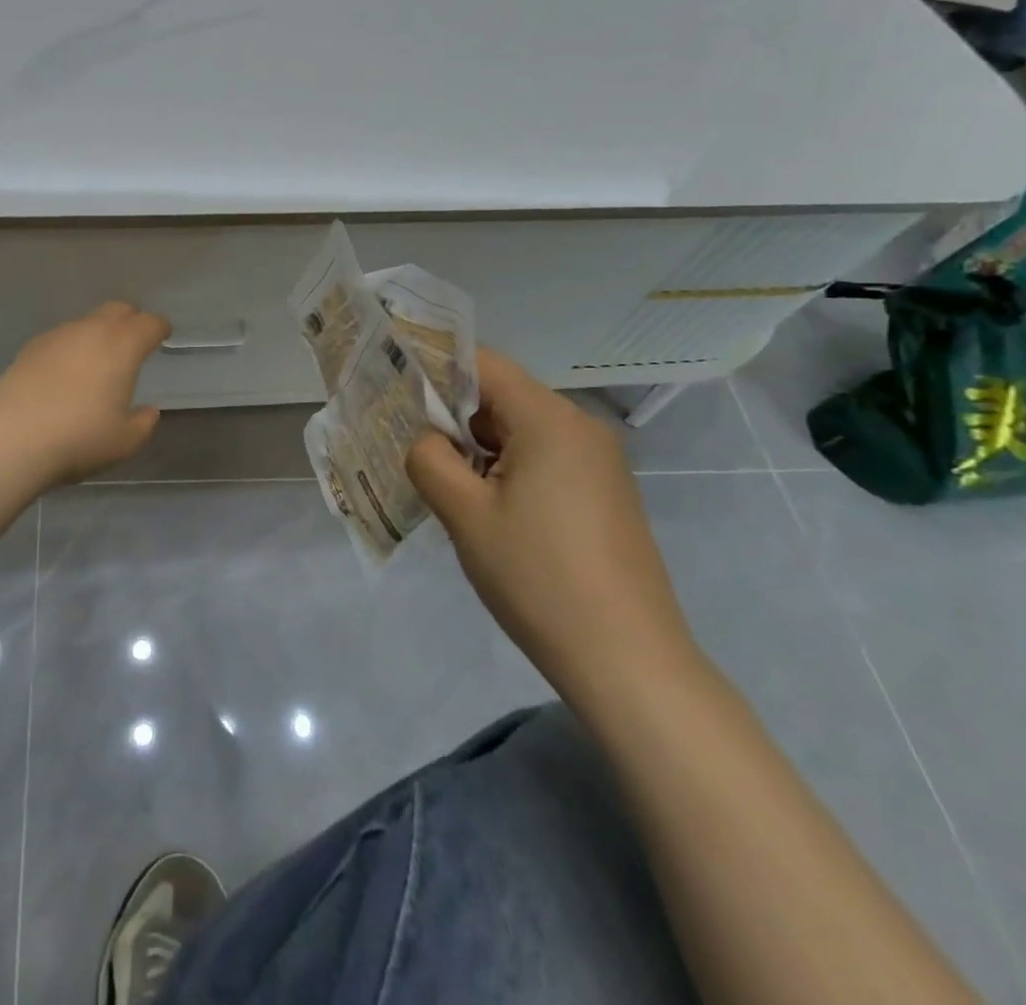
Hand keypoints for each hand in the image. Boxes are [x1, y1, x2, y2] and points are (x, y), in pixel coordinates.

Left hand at [0, 302, 171, 484]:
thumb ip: (143, 423)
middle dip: (130, 321)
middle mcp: (91, 330)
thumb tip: (148, 411)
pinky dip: (71, 348)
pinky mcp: (30, 348)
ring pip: (86, 323)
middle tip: (133, 343)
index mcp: (122, 346)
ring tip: (96, 363)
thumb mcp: (125, 441)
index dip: (159, 328)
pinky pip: (61, 339)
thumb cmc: (79, 438)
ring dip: (98, 335)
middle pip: (117, 310)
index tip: (162, 335)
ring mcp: (57, 336)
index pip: (149, 323)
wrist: (11, 438)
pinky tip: (64, 374)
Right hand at [406, 348, 698, 703]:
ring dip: (480, 452)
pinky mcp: (605, 494)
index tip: (398, 396)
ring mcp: (599, 462)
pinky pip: (545, 460)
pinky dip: (510, 472)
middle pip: (501, 398)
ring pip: (521, 432)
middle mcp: (581, 427)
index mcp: (550, 419)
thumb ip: (429, 459)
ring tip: (452, 494)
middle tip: (416, 456)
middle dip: (455, 421)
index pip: (482, 364)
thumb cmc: (537, 576)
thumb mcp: (465, 514)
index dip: (435, 371)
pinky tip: (493, 516)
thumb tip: (427, 440)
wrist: (627, 661)